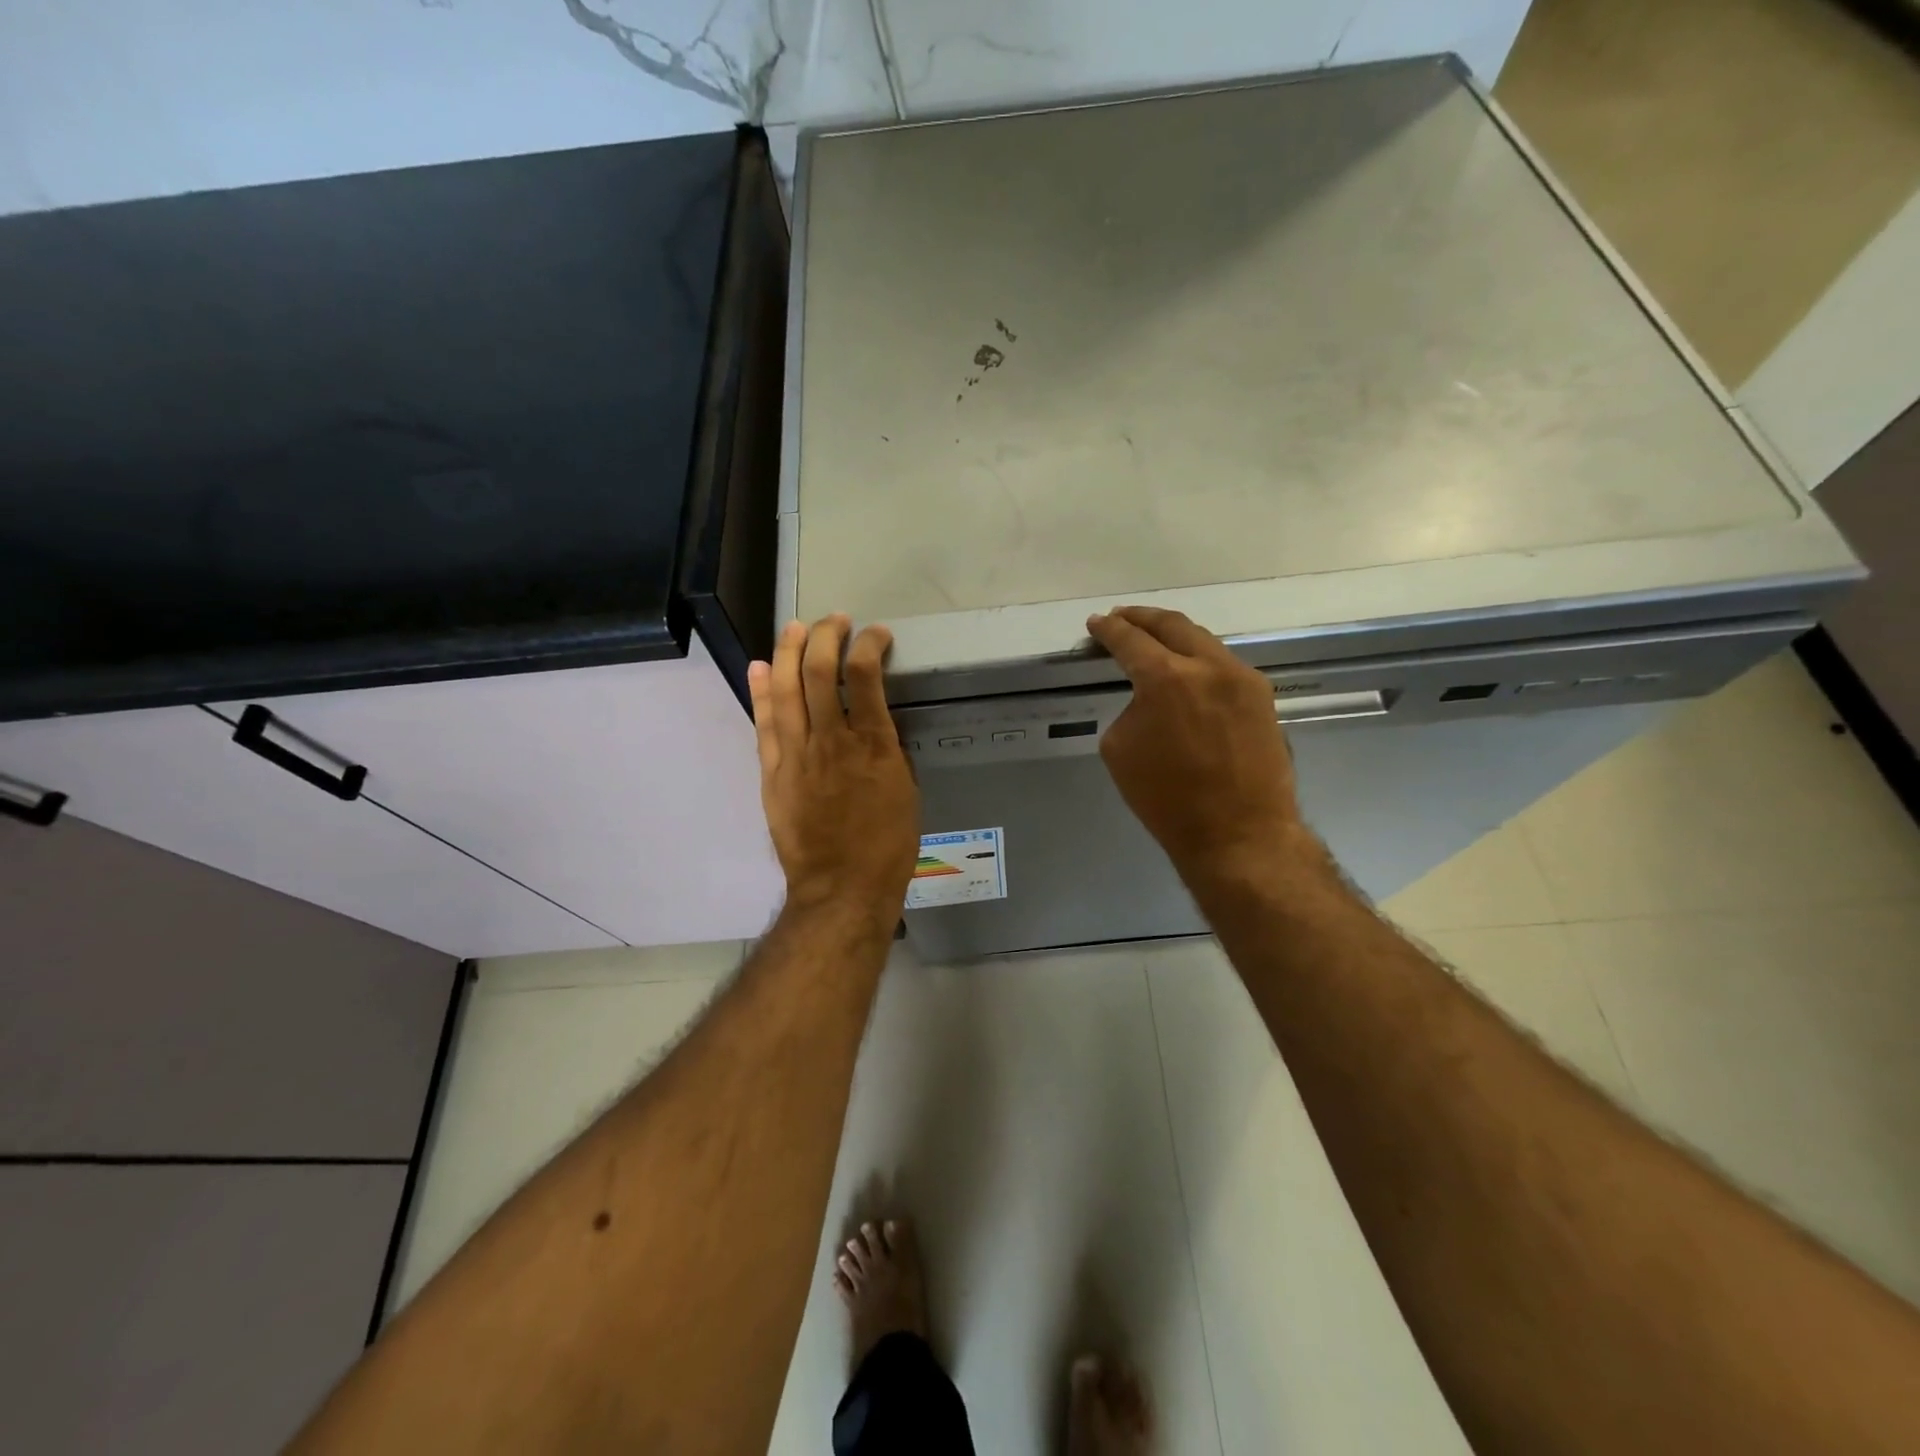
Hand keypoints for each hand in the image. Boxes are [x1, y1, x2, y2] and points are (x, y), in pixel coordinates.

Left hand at [747, 615, 919, 924]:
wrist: (842, 888)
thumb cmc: (887, 845)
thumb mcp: (905, 792)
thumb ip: (887, 752)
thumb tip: (872, 727)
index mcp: (874, 744)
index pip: (866, 675)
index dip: (869, 644)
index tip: (876, 634)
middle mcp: (832, 739)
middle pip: (820, 671)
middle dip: (827, 635)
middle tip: (834, 621)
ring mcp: (797, 754)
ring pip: (788, 688)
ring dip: (791, 651)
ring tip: (796, 626)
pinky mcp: (773, 772)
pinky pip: (765, 723)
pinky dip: (763, 691)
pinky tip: (763, 667)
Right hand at [1087, 606, 1304, 877]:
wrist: (1238, 833)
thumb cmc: (1168, 800)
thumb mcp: (1121, 750)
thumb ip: (1131, 708)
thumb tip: (1148, 699)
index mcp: (1166, 677)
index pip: (1129, 640)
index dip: (1108, 629)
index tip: (1096, 623)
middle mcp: (1208, 666)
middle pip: (1171, 625)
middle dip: (1142, 618)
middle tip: (1122, 618)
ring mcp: (1242, 678)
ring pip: (1203, 641)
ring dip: (1174, 636)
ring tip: (1155, 640)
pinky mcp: (1262, 696)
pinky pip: (1224, 665)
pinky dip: (1199, 660)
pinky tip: (1189, 671)